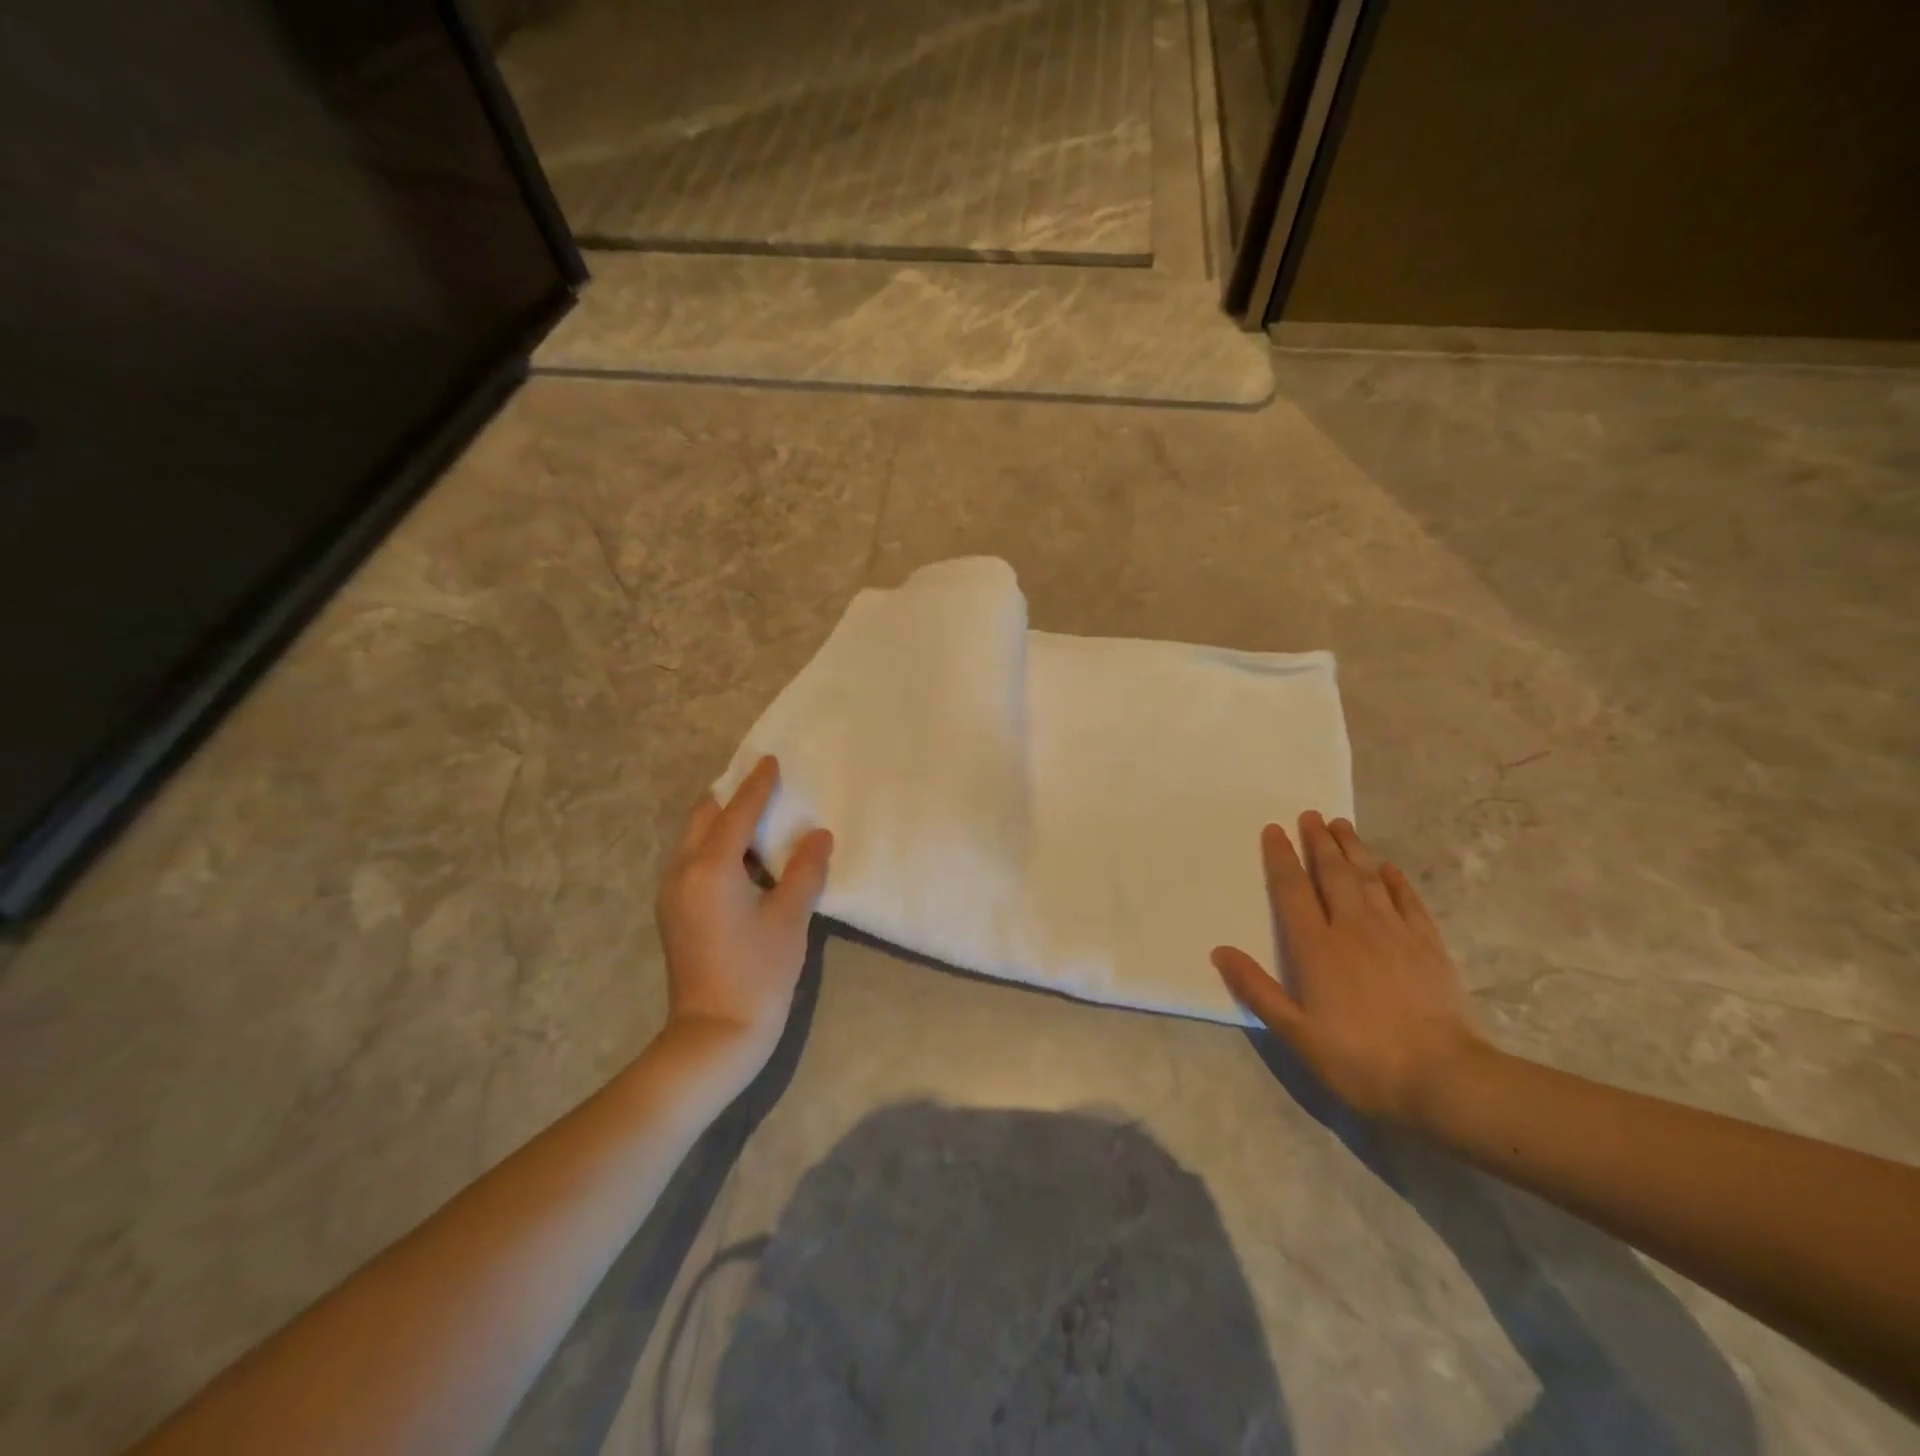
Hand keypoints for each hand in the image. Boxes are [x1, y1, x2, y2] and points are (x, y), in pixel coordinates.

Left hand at [655, 756, 833, 1067]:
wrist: (714, 1035)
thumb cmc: (757, 974)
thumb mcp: (789, 919)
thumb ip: (804, 870)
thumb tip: (818, 835)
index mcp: (710, 868)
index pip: (736, 813)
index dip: (757, 786)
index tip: (770, 760)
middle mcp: (681, 872)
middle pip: (702, 817)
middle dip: (730, 797)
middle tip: (762, 785)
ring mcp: (672, 893)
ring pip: (692, 839)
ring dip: (721, 822)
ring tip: (755, 816)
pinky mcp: (674, 912)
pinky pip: (691, 859)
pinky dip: (714, 846)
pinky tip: (742, 857)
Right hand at [1212, 812, 1485, 1123]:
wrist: (1442, 1079)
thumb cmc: (1359, 1058)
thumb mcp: (1296, 1033)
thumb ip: (1257, 989)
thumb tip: (1220, 951)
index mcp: (1316, 947)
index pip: (1292, 890)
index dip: (1281, 858)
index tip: (1274, 830)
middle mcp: (1352, 928)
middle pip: (1332, 874)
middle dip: (1319, 842)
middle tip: (1310, 815)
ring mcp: (1394, 933)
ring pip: (1369, 879)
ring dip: (1353, 849)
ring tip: (1341, 824)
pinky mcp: (1428, 946)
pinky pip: (1408, 901)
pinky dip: (1395, 881)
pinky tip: (1389, 868)